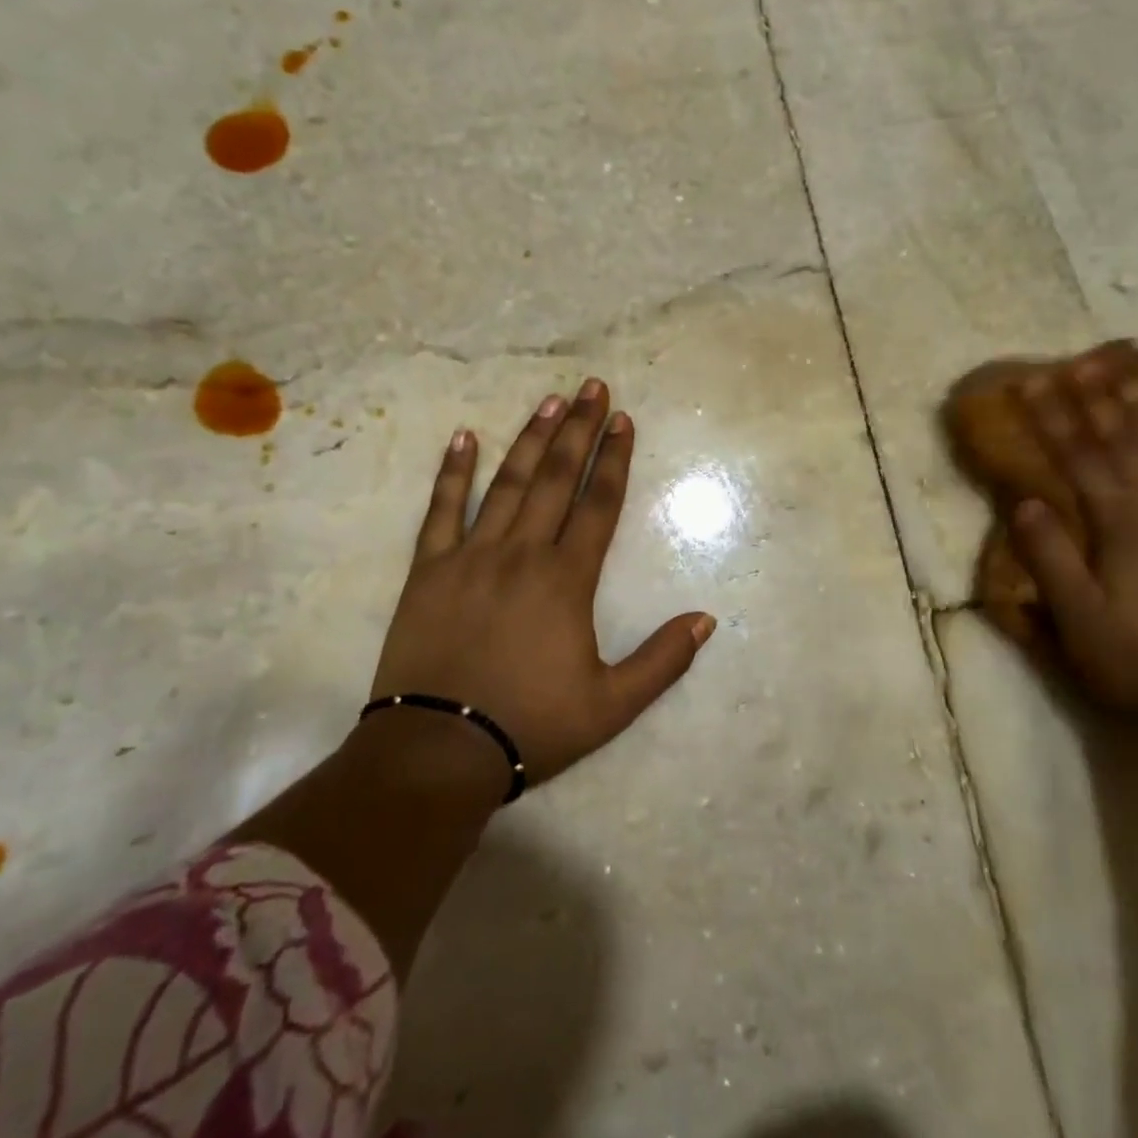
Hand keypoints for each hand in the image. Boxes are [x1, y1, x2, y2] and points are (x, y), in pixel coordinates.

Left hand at [368, 378, 714, 791]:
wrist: (438, 750)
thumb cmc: (530, 725)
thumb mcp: (611, 705)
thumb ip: (663, 660)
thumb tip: (707, 618)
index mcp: (566, 580)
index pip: (599, 504)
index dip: (614, 459)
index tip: (623, 420)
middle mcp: (522, 553)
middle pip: (556, 479)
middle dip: (579, 430)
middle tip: (592, 387)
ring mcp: (472, 556)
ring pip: (507, 483)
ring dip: (530, 438)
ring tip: (549, 401)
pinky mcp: (429, 569)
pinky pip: (441, 510)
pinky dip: (453, 472)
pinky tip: (464, 437)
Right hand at [1008, 362, 1137, 722]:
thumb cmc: (1131, 662)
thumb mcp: (1075, 616)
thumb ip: (1050, 557)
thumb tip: (1027, 501)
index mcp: (1121, 527)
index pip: (1080, 459)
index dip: (1053, 419)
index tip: (1031, 383)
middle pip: (1127, 447)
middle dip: (1101, 402)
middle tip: (1083, 362)